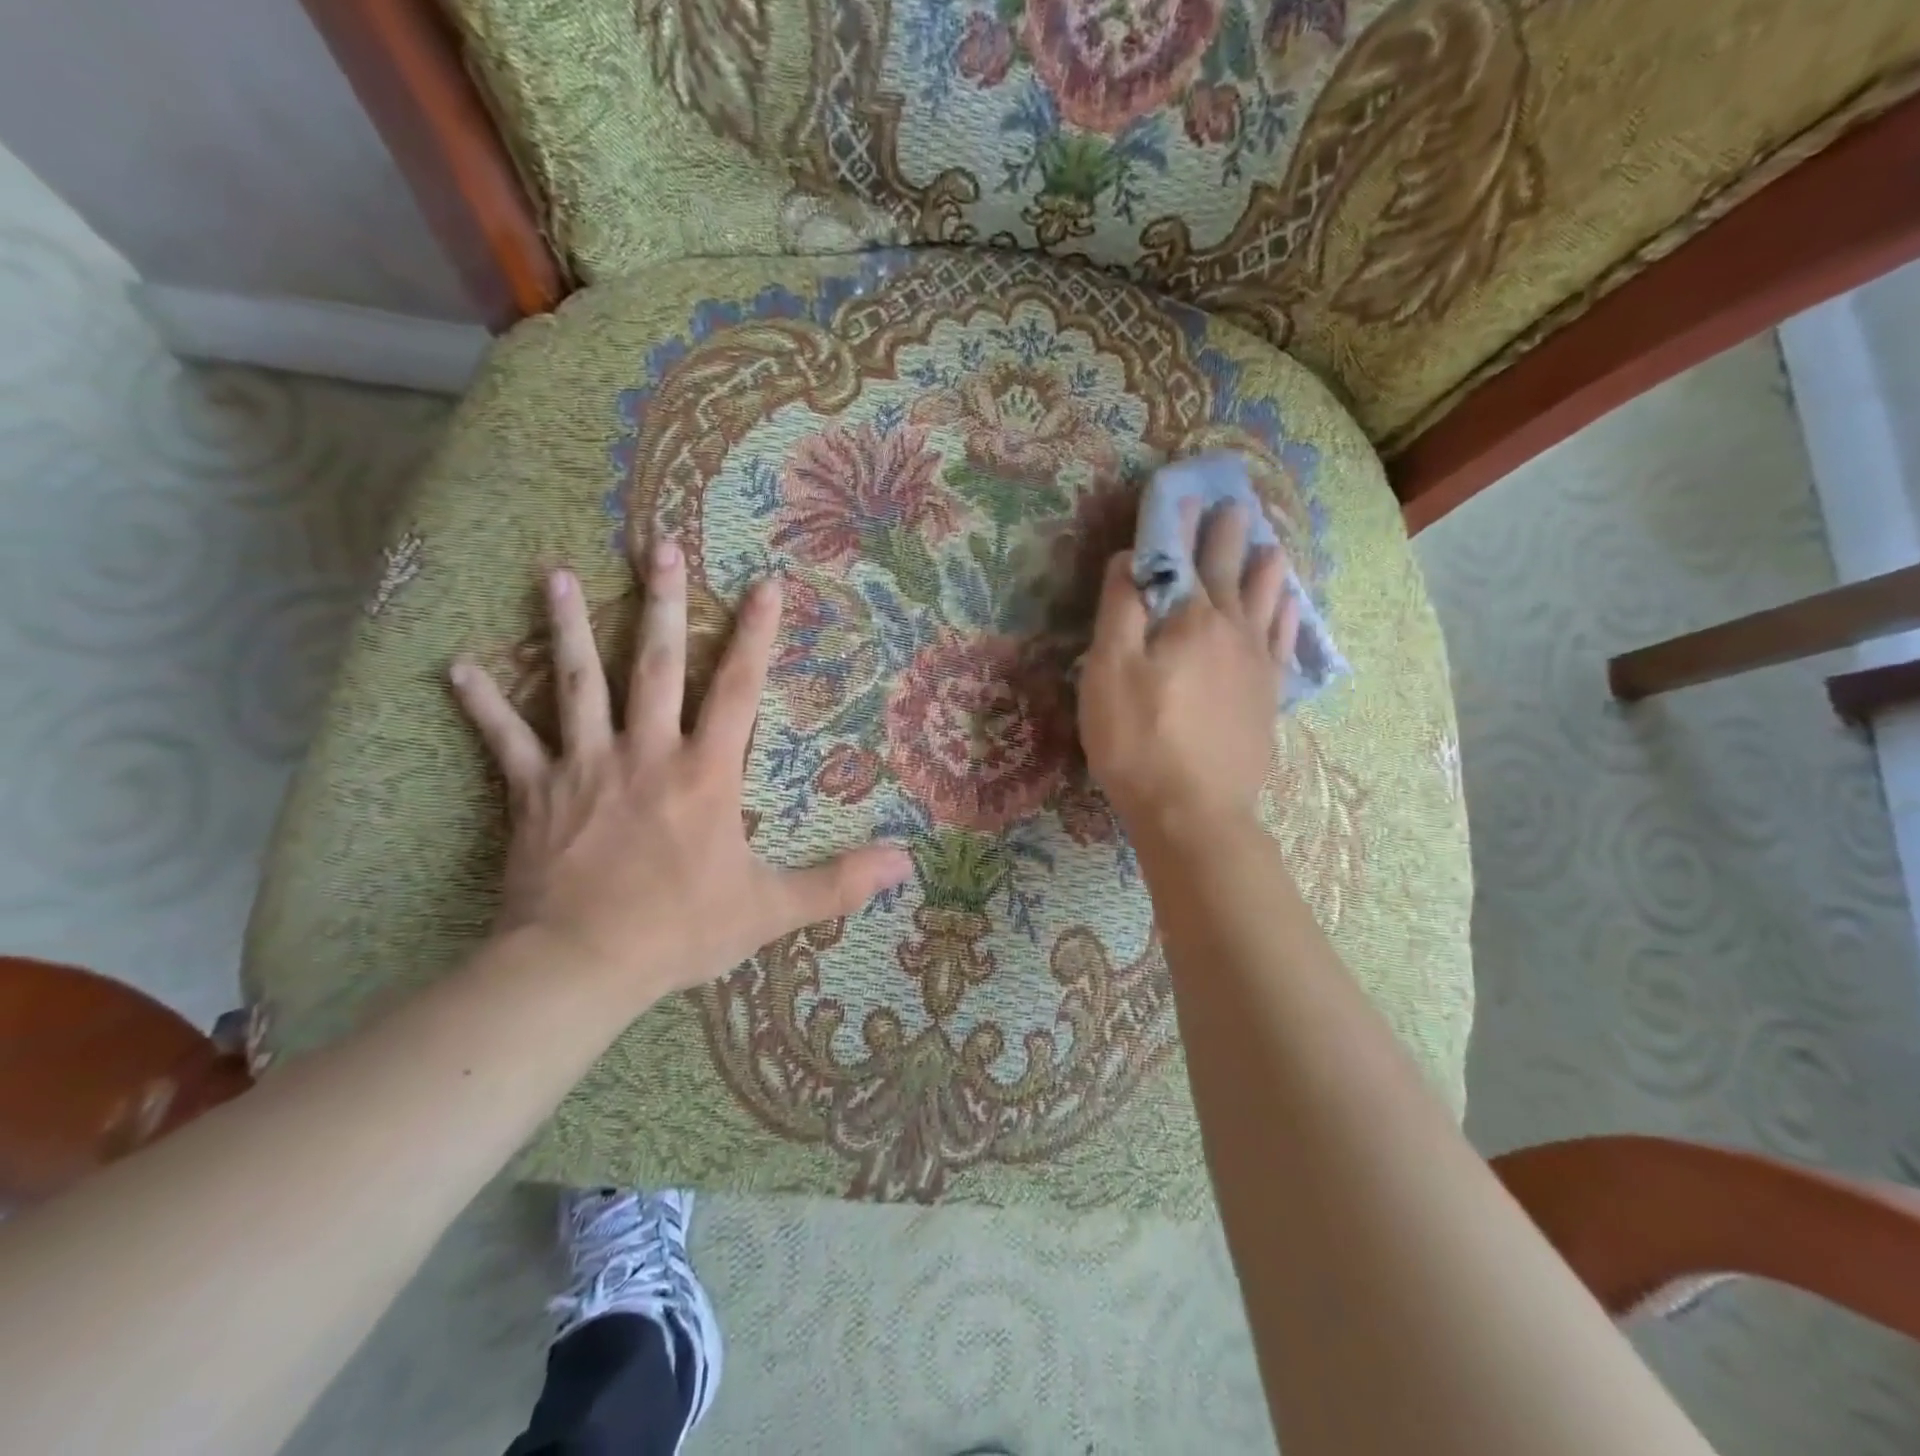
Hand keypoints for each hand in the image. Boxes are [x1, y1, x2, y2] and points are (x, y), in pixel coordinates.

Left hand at [450, 537, 912, 1008]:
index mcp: (706, 773)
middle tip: (658, 545)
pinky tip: (459, 667)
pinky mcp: (535, 792)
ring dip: (568, 628)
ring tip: (553, 575)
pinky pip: (505, 740)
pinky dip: (483, 704)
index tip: (766, 583)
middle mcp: (647, 752)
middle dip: (662, 602)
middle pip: (657, 664)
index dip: (758, 635)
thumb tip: (908, 864)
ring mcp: (586, 766)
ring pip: (577, 683)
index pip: (739, 689)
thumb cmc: (681, 930)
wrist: (581, 966)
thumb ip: (840, 882)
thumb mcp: (772, 908)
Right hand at [1078, 501, 1300, 838]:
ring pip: (1267, 602)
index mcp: (1190, 619)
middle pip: (1230, 572)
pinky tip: (1289, 607)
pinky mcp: (1268, 697)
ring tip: (1272, 546)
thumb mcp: (1108, 673)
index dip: (1180, 525)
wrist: (1194, 811)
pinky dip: (1286, 616)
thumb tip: (1131, 558)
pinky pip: (1283, 642)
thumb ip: (1120, 610)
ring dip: (1266, 569)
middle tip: (1235, 506)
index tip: (1185, 495)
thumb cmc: (1138, 741)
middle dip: (1228, 536)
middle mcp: (1232, 630)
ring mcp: (1257, 665)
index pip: (1182, 558)